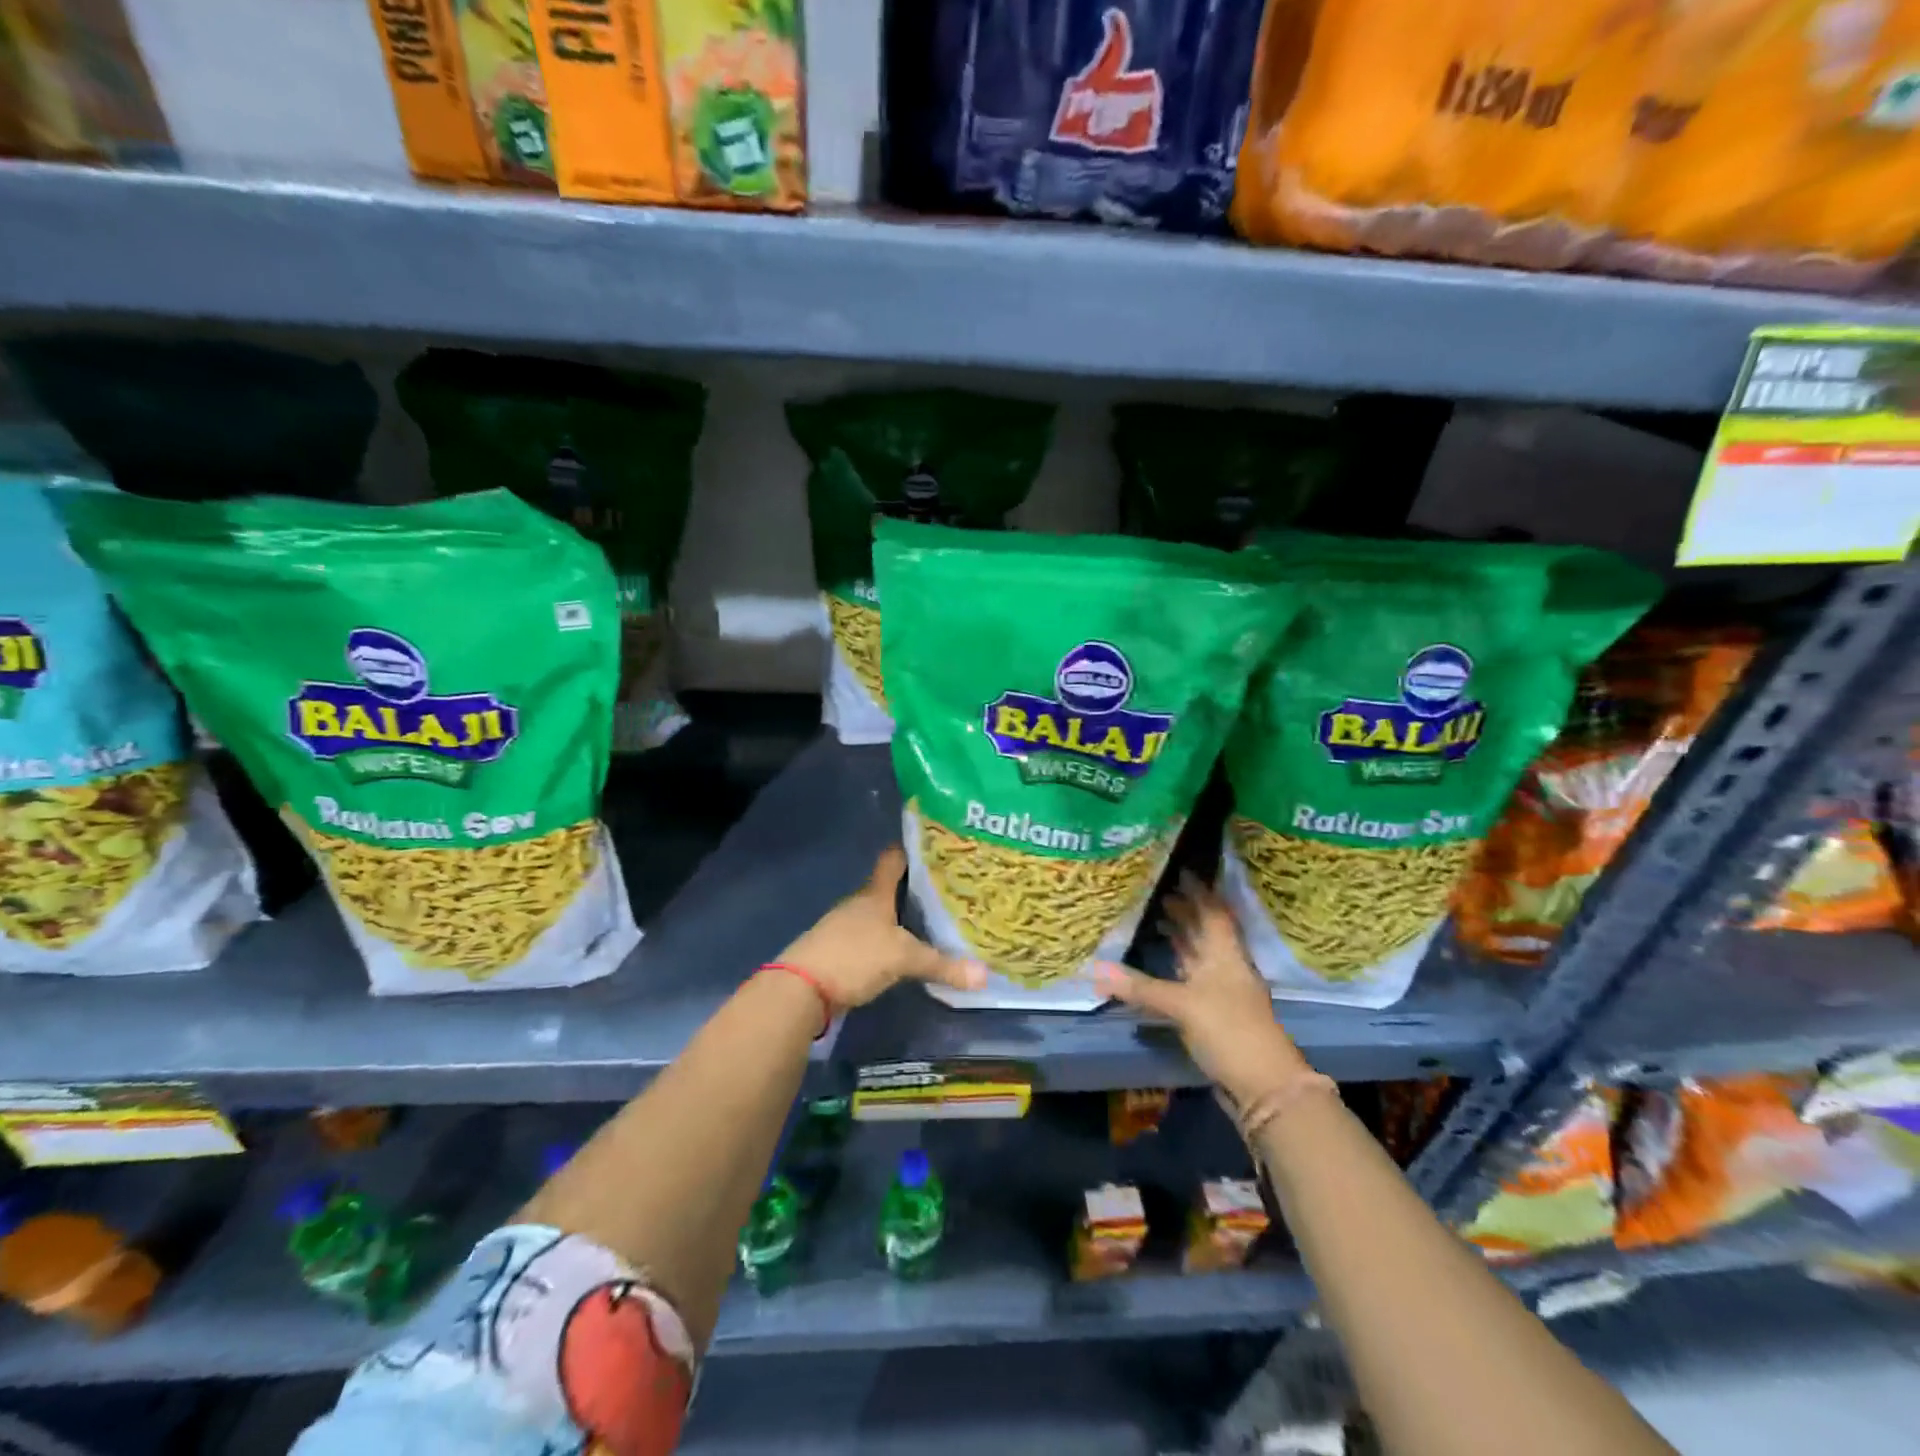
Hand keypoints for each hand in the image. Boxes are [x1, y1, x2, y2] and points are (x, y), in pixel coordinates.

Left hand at [777, 847, 986, 1008]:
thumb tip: (985, 975)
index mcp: (874, 895)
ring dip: (895, 918)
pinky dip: (883, 942)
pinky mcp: (836, 952)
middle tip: (942, 890)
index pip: (892, 861)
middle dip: (910, 889)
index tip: (931, 845)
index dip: (909, 850)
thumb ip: (942, 965)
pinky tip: (897, 953)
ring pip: (875, 916)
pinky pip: (867, 939)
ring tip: (925, 922)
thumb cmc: (854, 957)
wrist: (800, 988)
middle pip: (885, 889)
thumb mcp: (903, 959)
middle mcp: (857, 905)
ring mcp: (842, 928)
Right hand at [1093, 871, 1311, 1104]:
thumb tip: (1095, 971)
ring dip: (1181, 937)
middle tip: (1157, 892)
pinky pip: (1191, 980)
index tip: (1181, 871)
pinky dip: (1176, 967)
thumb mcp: (1183, 1005)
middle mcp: (1225, 968)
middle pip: (1205, 932)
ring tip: (1156, 918)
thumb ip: (1140, 987)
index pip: (1214, 912)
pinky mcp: (1213, 1016)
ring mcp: (1221, 993)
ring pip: (1198, 956)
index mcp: (1226, 955)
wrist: (1265, 1088)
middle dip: (1185, 911)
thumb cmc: (1230, 1031)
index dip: (1200, 891)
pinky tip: (1162, 964)